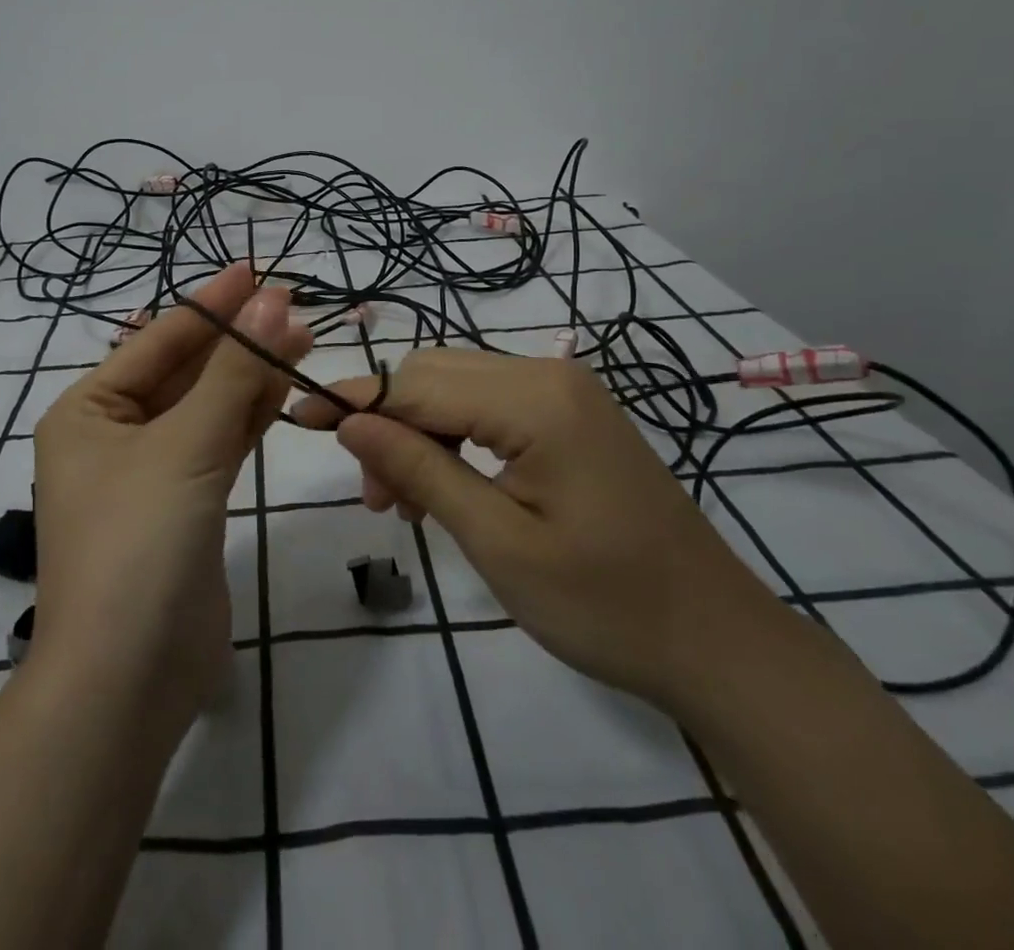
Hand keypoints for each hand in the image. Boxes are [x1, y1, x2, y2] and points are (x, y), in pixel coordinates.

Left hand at [31, 262, 311, 738]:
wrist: (128, 682)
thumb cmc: (138, 542)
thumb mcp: (186, 446)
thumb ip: (233, 372)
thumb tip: (272, 300)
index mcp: (87, 410)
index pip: (159, 340)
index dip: (211, 303)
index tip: (257, 269)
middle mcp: (112, 435)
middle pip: (184, 370)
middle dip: (236, 338)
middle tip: (293, 304)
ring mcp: (149, 473)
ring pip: (206, 406)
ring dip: (249, 374)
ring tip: (301, 336)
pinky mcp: (184, 506)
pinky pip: (218, 444)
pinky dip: (248, 416)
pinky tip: (283, 387)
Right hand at [292, 351, 785, 707]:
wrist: (717, 640)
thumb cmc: (605, 604)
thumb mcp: (497, 541)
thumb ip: (419, 469)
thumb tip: (348, 422)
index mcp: (535, 398)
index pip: (418, 383)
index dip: (353, 399)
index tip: (296, 415)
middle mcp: (548, 374)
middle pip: (436, 375)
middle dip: (389, 423)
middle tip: (373, 498)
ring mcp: (565, 391)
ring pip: (459, 389)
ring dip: (418, 433)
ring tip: (403, 504)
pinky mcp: (572, 415)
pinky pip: (490, 406)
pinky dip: (454, 438)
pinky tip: (445, 485)